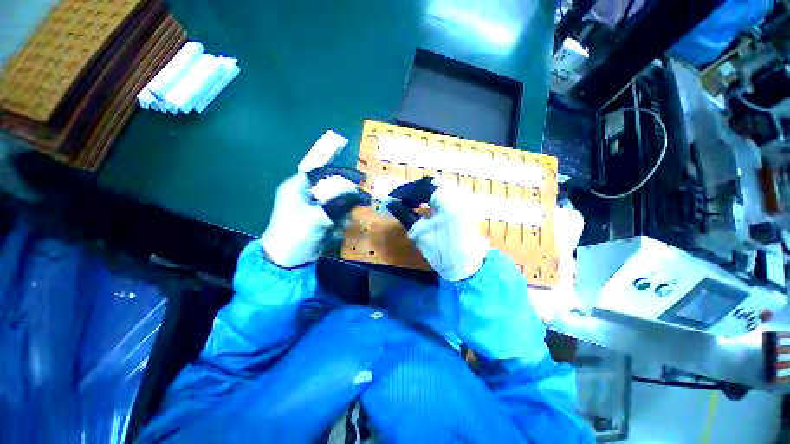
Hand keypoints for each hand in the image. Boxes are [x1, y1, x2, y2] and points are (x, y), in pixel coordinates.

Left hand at [261, 167, 370, 267]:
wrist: (287, 260)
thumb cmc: (296, 233)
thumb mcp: (317, 215)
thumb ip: (337, 200)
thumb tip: (356, 188)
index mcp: (297, 186)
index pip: (322, 173)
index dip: (341, 174)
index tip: (359, 179)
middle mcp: (304, 194)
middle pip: (331, 188)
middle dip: (344, 198)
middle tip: (360, 202)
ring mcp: (311, 207)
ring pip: (335, 203)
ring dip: (342, 214)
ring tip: (341, 225)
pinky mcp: (317, 219)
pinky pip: (333, 215)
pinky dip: (338, 222)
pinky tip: (337, 232)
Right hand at [388, 177, 488, 280]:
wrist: (467, 266)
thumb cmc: (442, 251)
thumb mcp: (419, 232)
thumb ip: (404, 214)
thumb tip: (390, 203)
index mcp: (448, 199)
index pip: (422, 186)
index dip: (405, 190)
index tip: (392, 198)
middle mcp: (458, 194)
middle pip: (431, 183)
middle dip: (414, 190)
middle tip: (401, 200)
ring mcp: (463, 199)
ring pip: (439, 187)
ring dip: (423, 193)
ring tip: (410, 204)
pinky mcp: (464, 206)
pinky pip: (446, 194)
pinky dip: (432, 198)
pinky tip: (424, 206)